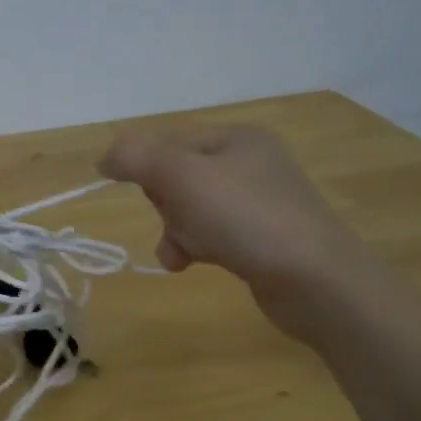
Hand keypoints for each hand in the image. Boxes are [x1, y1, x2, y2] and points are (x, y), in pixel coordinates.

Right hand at [99, 125, 376, 339]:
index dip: (147, 168)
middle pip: (178, 176)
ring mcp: (259, 204)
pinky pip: (211, 235)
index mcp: (236, 138)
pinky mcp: (263, 240)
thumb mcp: (181, 175)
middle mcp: (250, 164)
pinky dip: (195, 247)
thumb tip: (105, 157)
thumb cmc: (245, 217)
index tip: (144, 194)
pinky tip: (190, 265)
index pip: (169, 142)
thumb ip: (136, 157)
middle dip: (165, 204)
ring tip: (182, 253)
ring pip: (190, 209)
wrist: (315, 281)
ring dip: (176, 230)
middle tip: (177, 220)